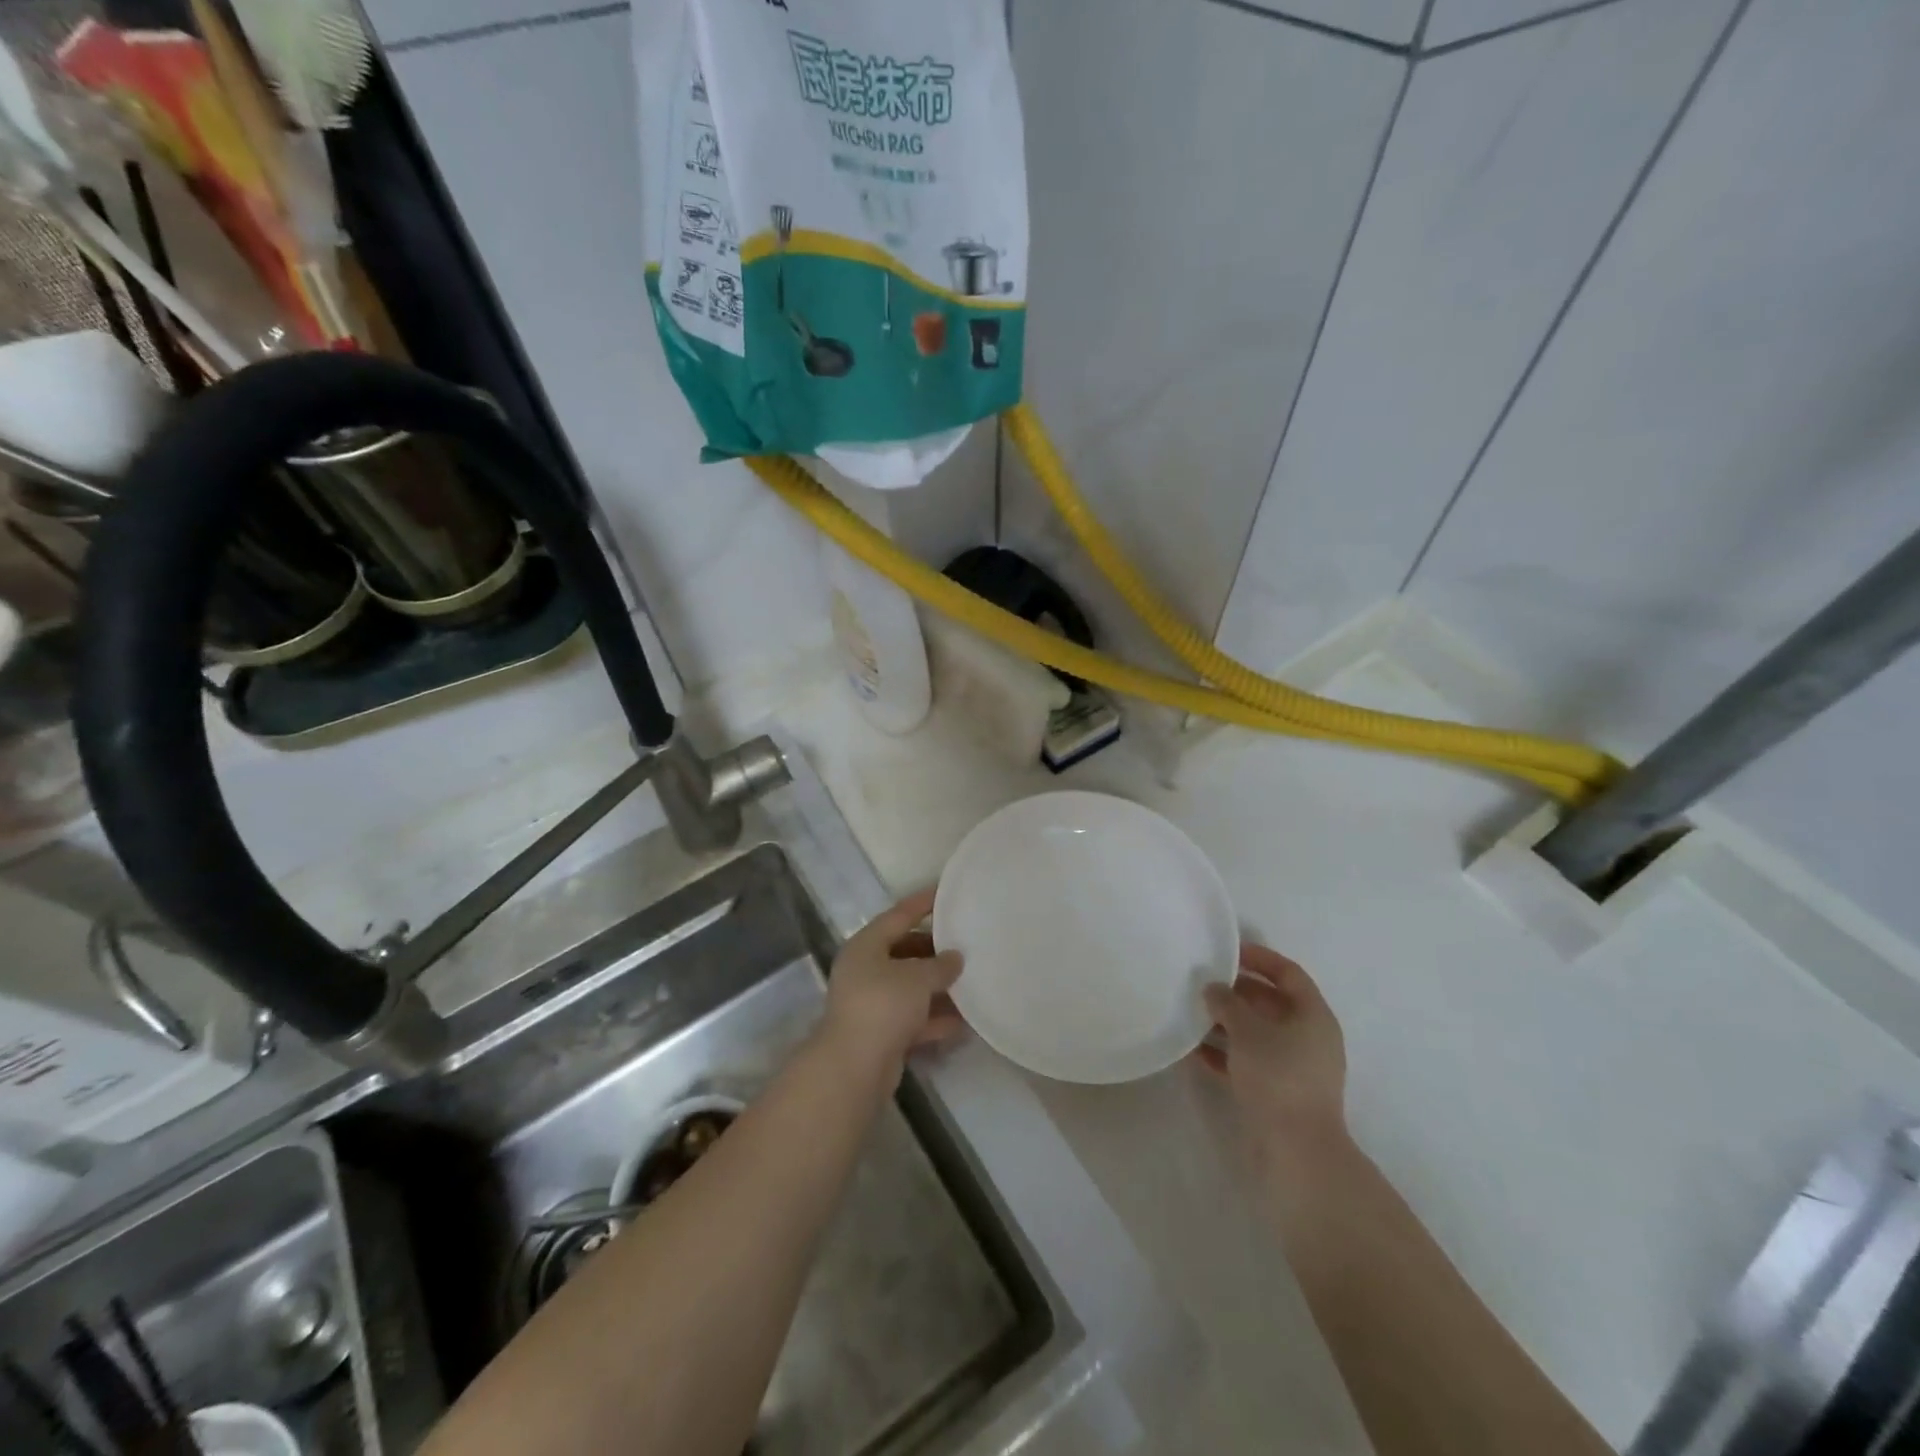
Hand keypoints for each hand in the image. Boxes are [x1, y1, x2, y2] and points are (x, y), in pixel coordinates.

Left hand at [819, 888, 964, 1079]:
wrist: (854, 1068)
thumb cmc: (883, 1006)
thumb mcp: (917, 978)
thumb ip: (940, 965)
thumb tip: (955, 958)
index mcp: (866, 946)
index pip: (899, 915)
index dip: (923, 903)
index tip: (946, 891)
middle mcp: (865, 970)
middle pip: (905, 951)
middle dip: (935, 950)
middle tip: (966, 943)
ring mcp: (871, 1003)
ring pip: (910, 987)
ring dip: (938, 987)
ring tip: (971, 980)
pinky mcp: (881, 1033)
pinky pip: (913, 1017)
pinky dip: (935, 1018)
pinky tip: (964, 1020)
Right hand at [1198, 944, 1349, 1175]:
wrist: (1296, 1150)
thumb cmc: (1278, 1076)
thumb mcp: (1248, 1030)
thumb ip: (1227, 1003)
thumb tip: (1212, 988)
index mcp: (1313, 1016)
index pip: (1288, 973)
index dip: (1259, 958)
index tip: (1227, 951)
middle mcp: (1308, 1037)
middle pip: (1270, 1002)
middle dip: (1236, 991)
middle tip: (1201, 982)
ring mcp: (1293, 1067)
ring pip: (1256, 1033)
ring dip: (1225, 1023)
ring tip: (1191, 1013)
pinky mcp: (1277, 1092)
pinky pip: (1247, 1060)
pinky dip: (1223, 1052)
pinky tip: (1192, 1050)